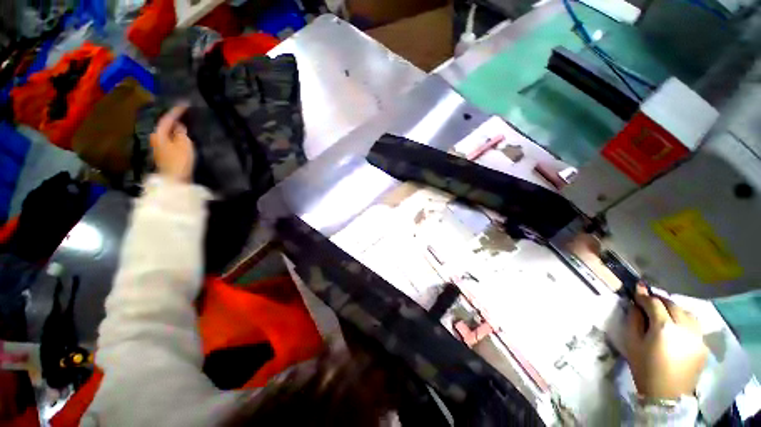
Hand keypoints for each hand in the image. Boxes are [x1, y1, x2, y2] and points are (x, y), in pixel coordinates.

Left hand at [150, 103, 194, 182]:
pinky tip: (181, 135)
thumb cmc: (179, 161)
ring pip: (167, 132)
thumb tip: (179, 125)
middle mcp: (155, 138)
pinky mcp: (164, 154)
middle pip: (165, 124)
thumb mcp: (184, 144)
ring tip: (184, 122)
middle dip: (174, 118)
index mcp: (159, 133)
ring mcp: (159, 147)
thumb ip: (181, 132)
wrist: (174, 180)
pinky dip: (175, 135)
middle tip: (184, 112)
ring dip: (174, 127)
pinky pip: (170, 139)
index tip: (185, 103)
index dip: (177, 110)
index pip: (168, 118)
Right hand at [625, 285, 707, 399]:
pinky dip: (685, 318)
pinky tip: (678, 324)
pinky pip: (694, 324)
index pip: (654, 303)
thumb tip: (635, 305)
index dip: (644, 295)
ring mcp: (697, 335)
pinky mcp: (703, 344)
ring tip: (665, 312)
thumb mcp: (632, 343)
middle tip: (648, 301)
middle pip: (672, 304)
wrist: (667, 395)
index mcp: (664, 327)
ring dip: (674, 308)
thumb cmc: (645, 368)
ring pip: (686, 311)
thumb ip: (634, 320)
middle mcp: (684, 327)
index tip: (637, 288)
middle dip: (659, 300)